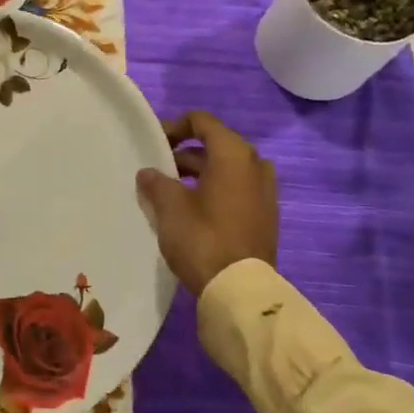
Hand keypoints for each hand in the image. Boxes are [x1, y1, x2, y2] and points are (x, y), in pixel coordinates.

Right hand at [135, 112, 277, 295]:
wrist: (241, 290)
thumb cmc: (203, 238)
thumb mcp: (169, 207)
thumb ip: (156, 182)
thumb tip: (149, 173)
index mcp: (234, 154)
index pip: (202, 122)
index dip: (174, 127)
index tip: (153, 144)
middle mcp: (255, 165)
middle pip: (215, 145)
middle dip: (185, 153)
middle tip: (158, 169)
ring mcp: (264, 192)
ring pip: (226, 170)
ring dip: (199, 173)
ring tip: (170, 191)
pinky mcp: (265, 215)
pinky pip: (236, 189)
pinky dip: (214, 190)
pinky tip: (192, 210)